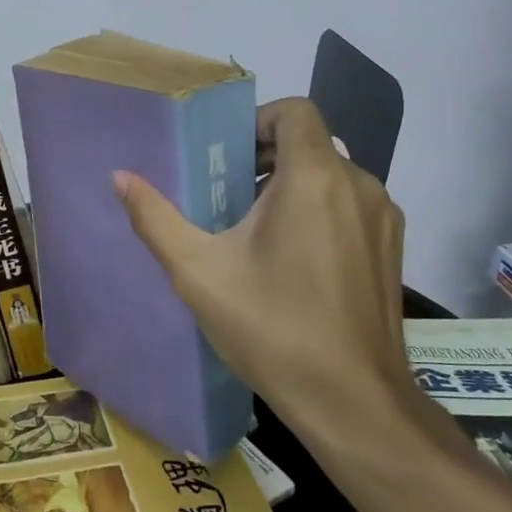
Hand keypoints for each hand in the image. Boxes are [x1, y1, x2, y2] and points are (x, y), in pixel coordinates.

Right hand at [114, 98, 434, 460]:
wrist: (352, 401)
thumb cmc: (271, 328)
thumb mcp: (198, 272)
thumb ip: (155, 218)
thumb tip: (120, 177)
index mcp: (314, 178)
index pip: (295, 111)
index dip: (257, 121)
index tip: (224, 155)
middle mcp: (359, 186)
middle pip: (310, 144)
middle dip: (264, 159)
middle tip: (224, 196)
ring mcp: (383, 219)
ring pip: (331, 177)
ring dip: (290, 188)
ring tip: (251, 232)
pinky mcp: (392, 250)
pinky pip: (350, 207)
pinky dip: (318, 212)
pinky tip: (290, 262)